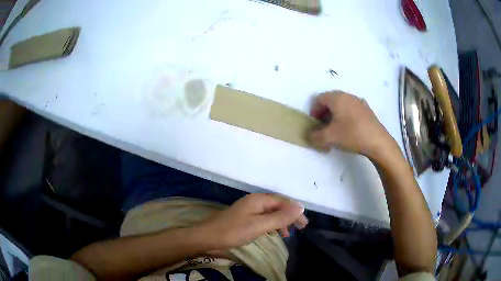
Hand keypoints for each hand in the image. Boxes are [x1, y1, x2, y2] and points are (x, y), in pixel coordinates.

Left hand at [199, 194, 307, 248]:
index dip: (295, 212)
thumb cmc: (233, 231)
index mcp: (259, 200)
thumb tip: (300, 207)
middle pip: (278, 206)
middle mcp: (254, 202)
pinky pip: (263, 219)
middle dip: (290, 216)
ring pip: (270, 213)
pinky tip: (273, 233)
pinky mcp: (244, 218)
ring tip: (287, 234)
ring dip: (281, 222)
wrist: (207, 237)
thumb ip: (280, 217)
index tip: (304, 224)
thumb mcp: (259, 225)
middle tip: (300, 228)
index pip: (283, 202)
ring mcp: (248, 210)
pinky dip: (271, 225)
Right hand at [309, 91, 394, 158]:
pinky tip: (349, 129)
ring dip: (335, 115)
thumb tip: (309, 135)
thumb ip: (314, 136)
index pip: (319, 99)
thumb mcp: (329, 138)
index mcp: (337, 98)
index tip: (315, 124)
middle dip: (324, 113)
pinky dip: (346, 116)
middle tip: (324, 127)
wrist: (378, 142)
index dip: (314, 111)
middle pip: (330, 100)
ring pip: (342, 104)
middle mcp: (348, 96)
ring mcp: (359, 102)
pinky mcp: (367, 110)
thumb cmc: (351, 135)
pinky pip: (351, 109)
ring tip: (336, 129)